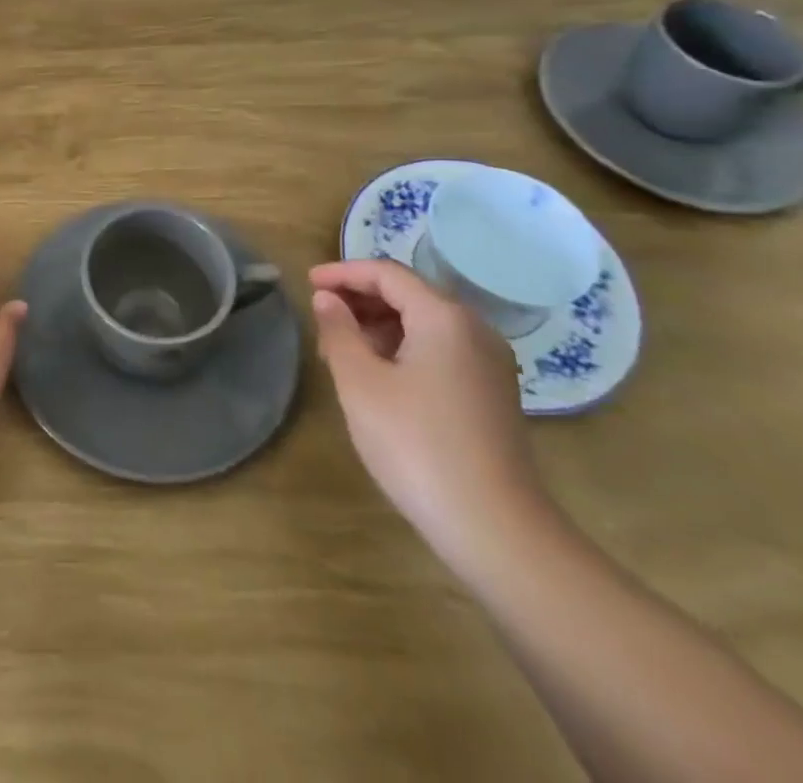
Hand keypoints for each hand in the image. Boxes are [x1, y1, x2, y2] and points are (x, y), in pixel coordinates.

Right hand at [311, 259, 551, 569]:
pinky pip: (441, 350)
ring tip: (341, 349)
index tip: (307, 282)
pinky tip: (379, 375)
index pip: (387, 274)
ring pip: (425, 324)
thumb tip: (327, 299)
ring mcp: (489, 363)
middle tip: (321, 318)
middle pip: (410, 295)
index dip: (343, 273)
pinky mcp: (492, 393)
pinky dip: (405, 348)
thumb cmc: (416, 445)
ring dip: (380, 325)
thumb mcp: (361, 383)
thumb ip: (339, 332)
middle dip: (361, 299)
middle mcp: (474, 329)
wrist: (495, 528)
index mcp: (444, 317)